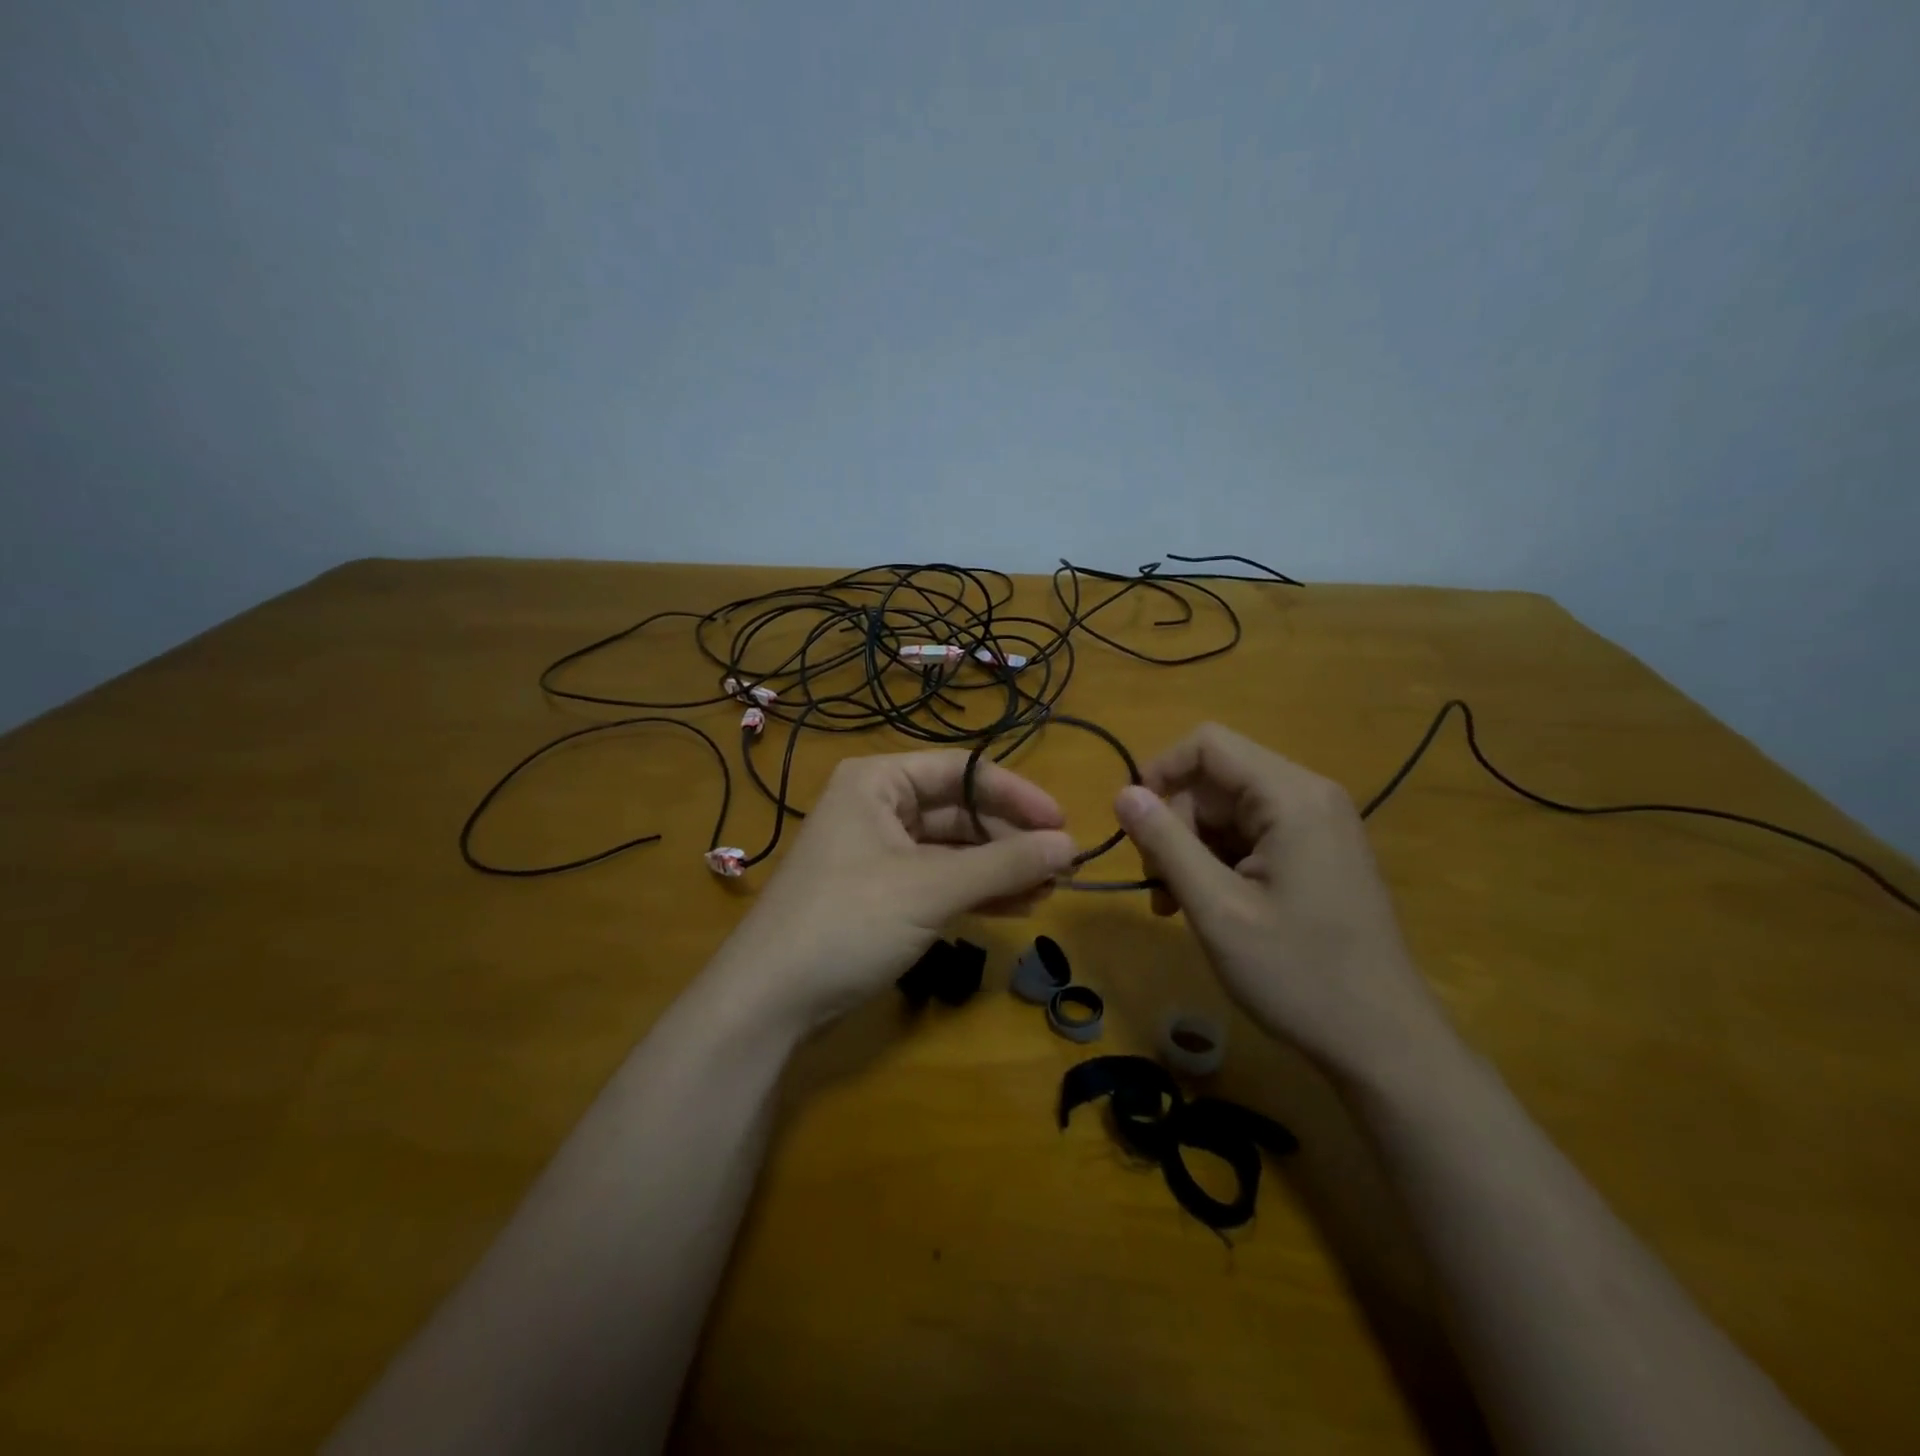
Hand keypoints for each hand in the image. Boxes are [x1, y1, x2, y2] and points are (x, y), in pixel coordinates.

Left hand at [707, 751, 1078, 1031]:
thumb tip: (1071, 844)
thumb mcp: (931, 888)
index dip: (1016, 795)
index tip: (1063, 824)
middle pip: (960, 811)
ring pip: (953, 850)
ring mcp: (879, 853)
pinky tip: (1017, 907)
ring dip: (1000, 869)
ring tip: (1049, 891)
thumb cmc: (848, 921)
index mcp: (879, 781)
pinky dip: (976, 892)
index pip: (963, 771)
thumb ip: (1003, 864)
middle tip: (1063, 868)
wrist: (770, 1000)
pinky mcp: (882, 894)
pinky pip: (939, 880)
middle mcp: (878, 807)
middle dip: (1011, 839)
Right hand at [1112, 723, 1449, 1080]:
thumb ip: (1165, 843)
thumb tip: (1123, 793)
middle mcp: (1309, 796)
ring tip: (1175, 906)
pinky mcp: (1318, 853)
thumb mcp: (1216, 908)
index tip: (1132, 823)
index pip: (1208, 744)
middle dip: (1175, 824)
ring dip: (1192, 849)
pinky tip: (1207, 908)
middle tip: (1158, 885)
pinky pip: (1251, 836)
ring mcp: (1318, 826)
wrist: (1383, 1044)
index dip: (1159, 772)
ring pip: (1228, 810)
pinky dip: (1219, 863)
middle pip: (1215, 779)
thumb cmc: (1298, 974)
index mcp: (1291, 797)